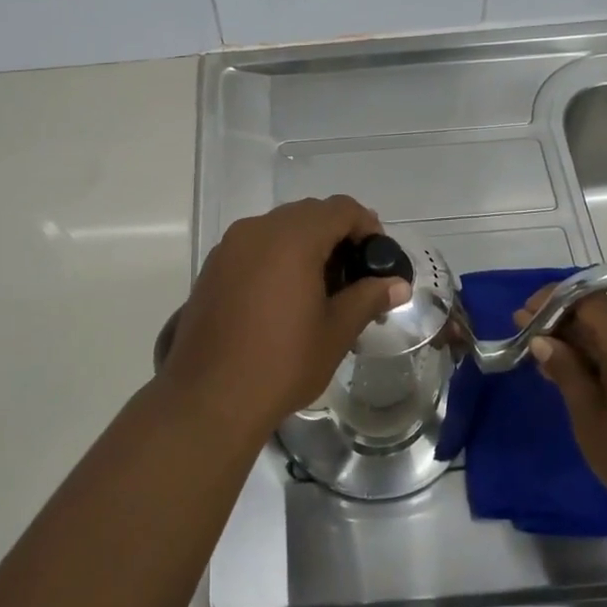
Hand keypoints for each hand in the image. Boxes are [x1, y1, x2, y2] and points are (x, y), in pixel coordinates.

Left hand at [160, 196, 408, 440]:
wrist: (208, 398)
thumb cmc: (281, 363)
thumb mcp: (336, 332)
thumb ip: (368, 298)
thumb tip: (398, 284)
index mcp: (292, 238)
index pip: (340, 208)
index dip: (367, 226)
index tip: (378, 258)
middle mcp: (256, 230)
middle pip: (308, 214)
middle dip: (336, 236)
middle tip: (354, 276)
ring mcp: (229, 247)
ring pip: (278, 228)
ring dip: (305, 246)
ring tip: (320, 289)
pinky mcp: (212, 268)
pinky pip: (253, 247)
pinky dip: (276, 258)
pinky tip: (284, 298)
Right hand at [518, 290, 606, 533]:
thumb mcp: (589, 417)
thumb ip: (566, 371)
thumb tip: (542, 340)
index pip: (589, 300)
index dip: (553, 301)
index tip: (525, 316)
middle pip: (601, 318)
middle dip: (562, 325)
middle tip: (526, 340)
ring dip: (581, 345)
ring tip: (546, 364)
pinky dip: (602, 360)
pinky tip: (578, 379)